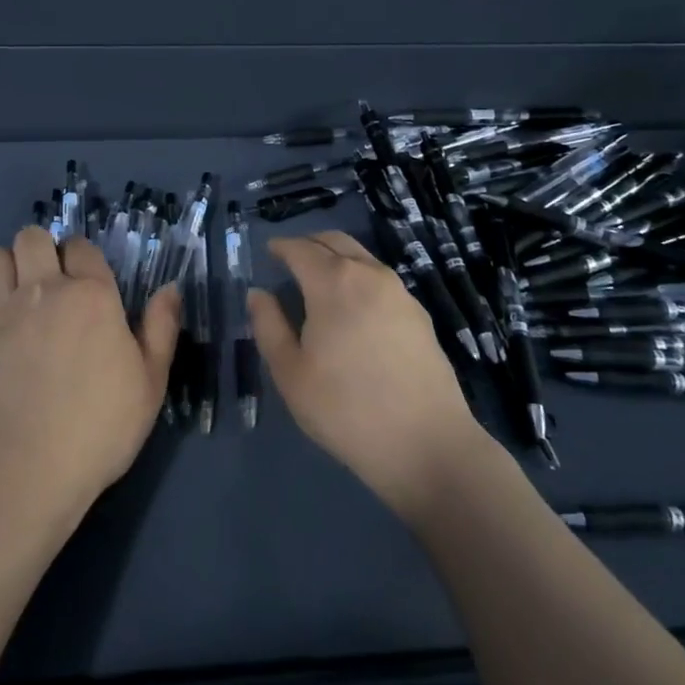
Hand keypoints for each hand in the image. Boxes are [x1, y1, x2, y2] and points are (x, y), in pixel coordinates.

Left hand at [0, 227, 179, 519]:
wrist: (22, 467)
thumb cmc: (97, 428)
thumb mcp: (150, 384)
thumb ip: (161, 329)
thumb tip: (171, 288)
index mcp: (92, 294)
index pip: (81, 246)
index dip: (82, 259)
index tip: (84, 282)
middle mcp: (44, 288)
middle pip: (32, 237)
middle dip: (40, 251)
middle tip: (47, 284)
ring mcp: (0, 307)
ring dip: (6, 269)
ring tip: (14, 297)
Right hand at [249, 231, 482, 519]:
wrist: (426, 443)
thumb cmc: (345, 409)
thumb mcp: (290, 373)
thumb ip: (268, 326)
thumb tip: (258, 293)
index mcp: (333, 282)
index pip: (301, 249)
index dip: (281, 247)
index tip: (269, 251)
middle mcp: (369, 274)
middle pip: (335, 241)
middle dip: (310, 243)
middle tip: (291, 258)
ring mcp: (400, 292)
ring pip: (362, 258)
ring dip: (337, 258)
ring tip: (320, 281)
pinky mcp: (420, 315)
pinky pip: (381, 280)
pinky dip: (360, 278)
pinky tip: (354, 306)